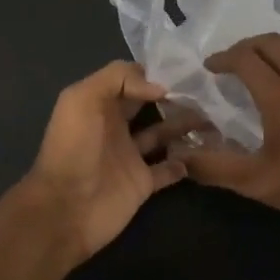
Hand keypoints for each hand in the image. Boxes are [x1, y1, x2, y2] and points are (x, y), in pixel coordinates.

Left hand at [16, 61, 201, 262]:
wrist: (65, 208)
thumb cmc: (73, 148)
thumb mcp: (82, 99)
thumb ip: (118, 79)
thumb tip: (160, 87)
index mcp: (100, 104)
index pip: (131, 80)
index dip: (154, 73)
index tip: (184, 70)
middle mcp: (116, 127)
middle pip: (151, 105)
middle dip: (175, 96)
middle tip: (207, 90)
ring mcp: (130, 156)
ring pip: (164, 134)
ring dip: (186, 125)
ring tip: (214, 116)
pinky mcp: (142, 183)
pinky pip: (169, 169)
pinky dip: (185, 162)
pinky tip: (203, 151)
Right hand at [176, 30, 279, 234]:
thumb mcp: (258, 182)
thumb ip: (216, 167)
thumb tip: (181, 158)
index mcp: (277, 94)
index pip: (243, 58)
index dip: (223, 58)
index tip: (211, 67)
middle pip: (270, 42)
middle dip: (246, 46)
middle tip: (234, 62)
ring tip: (271, 58)